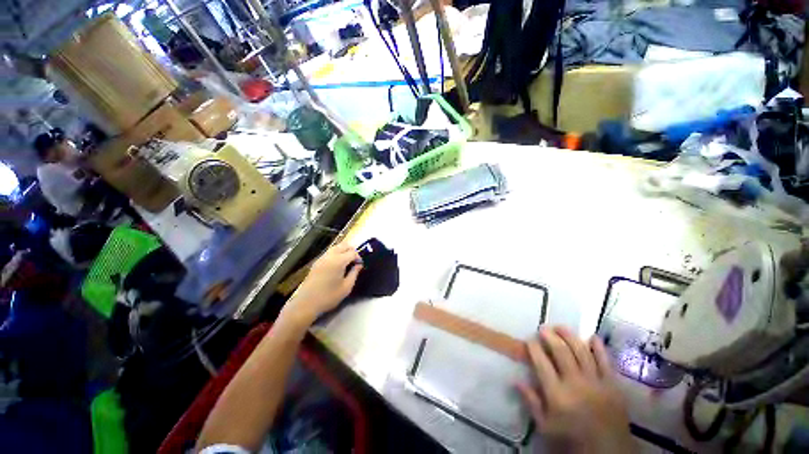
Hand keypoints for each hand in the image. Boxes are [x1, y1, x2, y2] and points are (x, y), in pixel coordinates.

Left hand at [285, 242, 361, 323]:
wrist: (306, 303)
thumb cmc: (329, 297)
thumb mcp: (346, 287)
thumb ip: (354, 273)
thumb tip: (358, 265)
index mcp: (338, 261)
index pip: (352, 252)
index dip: (358, 258)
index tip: (360, 266)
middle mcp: (330, 256)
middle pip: (344, 245)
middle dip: (352, 251)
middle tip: (355, 262)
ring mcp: (322, 258)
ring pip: (336, 247)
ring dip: (343, 251)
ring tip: (347, 263)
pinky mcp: (316, 262)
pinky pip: (329, 252)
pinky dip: (336, 254)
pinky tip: (337, 265)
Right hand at [517, 326, 634, 453]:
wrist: (608, 452)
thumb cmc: (572, 439)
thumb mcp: (545, 426)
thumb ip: (531, 402)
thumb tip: (515, 380)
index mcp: (557, 394)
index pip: (541, 362)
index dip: (533, 347)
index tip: (529, 340)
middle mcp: (576, 383)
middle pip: (561, 352)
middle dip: (550, 336)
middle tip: (543, 328)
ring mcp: (596, 382)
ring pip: (581, 351)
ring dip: (570, 336)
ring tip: (560, 327)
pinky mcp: (613, 384)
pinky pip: (606, 361)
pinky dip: (598, 347)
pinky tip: (592, 337)